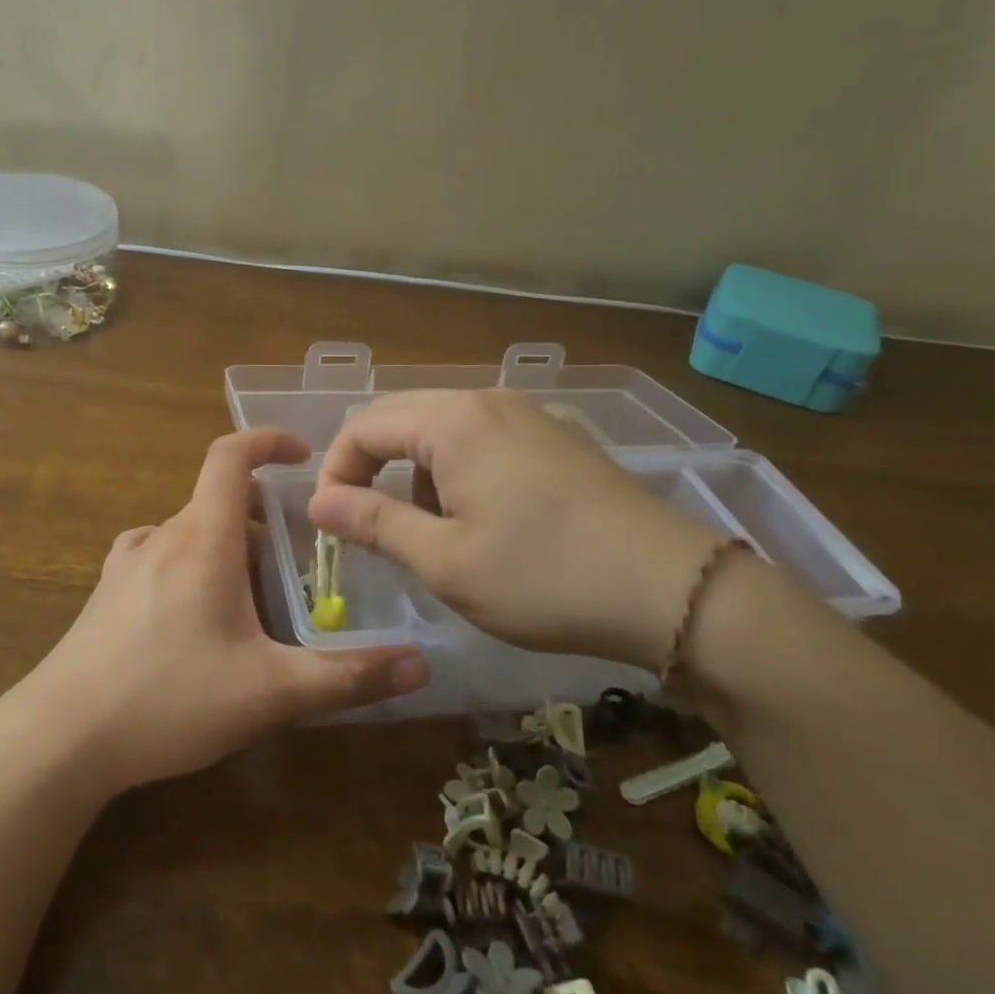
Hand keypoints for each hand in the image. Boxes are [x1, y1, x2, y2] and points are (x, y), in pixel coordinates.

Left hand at [9, 428, 429, 795]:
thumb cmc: (169, 699)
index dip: (266, 439)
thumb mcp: (269, 692)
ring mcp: (125, 563)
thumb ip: (347, 676)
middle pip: (217, 501)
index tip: (301, 454)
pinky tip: (199, 623)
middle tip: (298, 564)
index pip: (230, 455)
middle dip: (262, 520)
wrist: (60, 737)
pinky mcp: (106, 593)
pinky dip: (193, 567)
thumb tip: (420, 664)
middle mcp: (160, 536)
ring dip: (227, 548)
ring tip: (255, 600)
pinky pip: (161, 558)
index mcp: (201, 538)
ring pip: (189, 532)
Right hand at [307, 389, 723, 665]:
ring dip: (415, 473)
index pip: (363, 427)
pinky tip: (481, 520)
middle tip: (367, 526)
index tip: (331, 523)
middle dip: (371, 469)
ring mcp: (527, 415)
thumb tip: (319, 501)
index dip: (335, 472)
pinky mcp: (555, 439)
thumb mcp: (444, 560)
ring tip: (431, 532)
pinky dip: (456, 472)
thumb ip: (374, 522)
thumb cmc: (545, 578)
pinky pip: (480, 440)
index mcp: (453, 422)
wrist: (675, 592)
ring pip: (440, 430)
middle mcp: (487, 401)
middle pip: (400, 418)